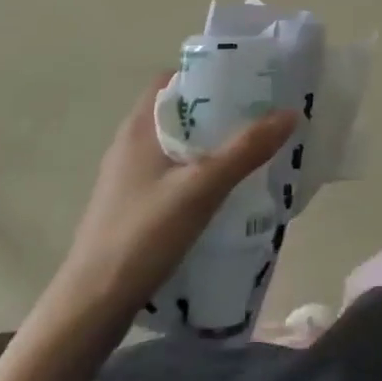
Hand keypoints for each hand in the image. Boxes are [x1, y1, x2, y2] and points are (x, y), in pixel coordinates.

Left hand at [57, 74, 296, 323]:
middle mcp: (130, 143)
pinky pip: (171, 173)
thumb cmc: (143, 234)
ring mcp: (128, 177)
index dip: (207, 75)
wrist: (91, 305)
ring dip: (209, 145)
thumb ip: (245, 150)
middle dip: (217, 111)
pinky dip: (197, 172)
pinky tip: (221, 192)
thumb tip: (289, 113)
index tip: (245, 83)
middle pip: (178, 111)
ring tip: (249, 153)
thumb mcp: (202, 188)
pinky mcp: (131, 205)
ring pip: (176, 145)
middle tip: (259, 118)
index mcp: (140, 126)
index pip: (172, 79)